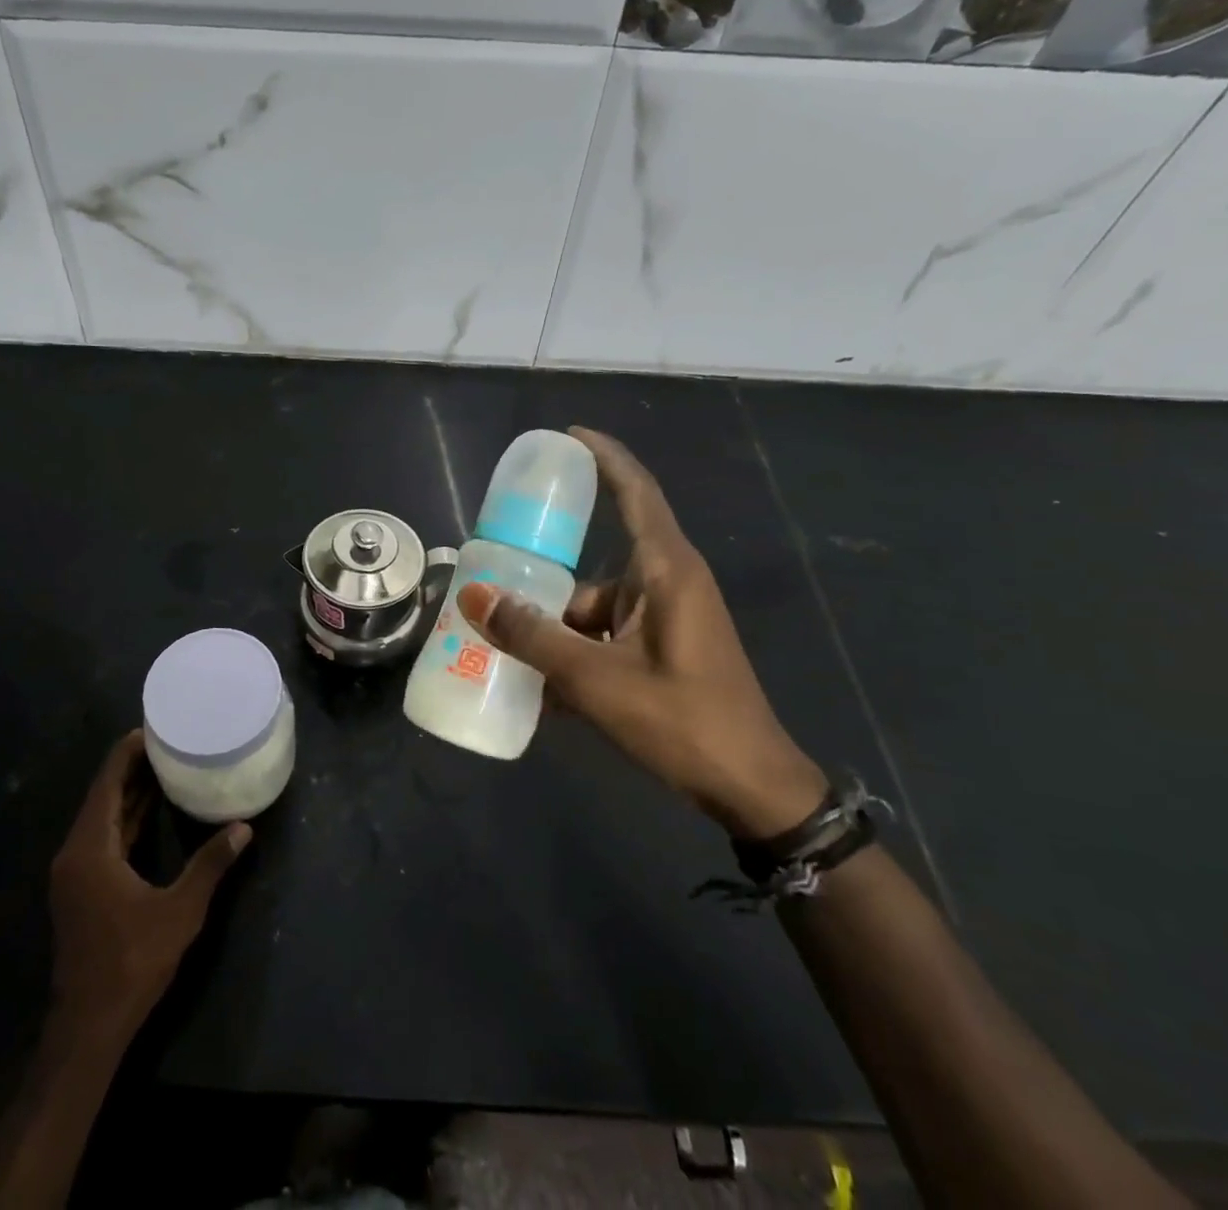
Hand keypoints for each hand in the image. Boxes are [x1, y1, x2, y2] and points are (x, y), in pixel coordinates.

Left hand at [48, 731, 250, 1039]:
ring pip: (104, 817)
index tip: (157, 727)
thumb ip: (210, 865)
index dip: (129, 751)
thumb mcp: (179, 911)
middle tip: (170, 740)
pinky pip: (104, 838)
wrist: (88, 1028)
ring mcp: (76, 873)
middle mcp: (76, 852)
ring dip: (131, 792)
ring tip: (167, 764)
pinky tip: (154, 811)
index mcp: (90, 848)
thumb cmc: (131, 962)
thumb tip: (243, 827)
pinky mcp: (82, 889)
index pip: (108, 781)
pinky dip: (127, 819)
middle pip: (104, 795)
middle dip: (134, 766)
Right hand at [457, 427, 827, 837]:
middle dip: (547, 577)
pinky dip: (576, 657)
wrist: (752, 791)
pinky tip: (544, 693)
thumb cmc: (683, 722)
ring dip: (557, 632)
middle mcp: (667, 585)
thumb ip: (533, 637)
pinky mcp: (662, 651)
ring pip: (594, 610)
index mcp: (667, 572)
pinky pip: (606, 640)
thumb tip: (475, 597)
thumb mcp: (597, 680)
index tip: (566, 435)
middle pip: (595, 563)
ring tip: (508, 652)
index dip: (604, 457)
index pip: (636, 492)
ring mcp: (666, 620)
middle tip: (496, 578)